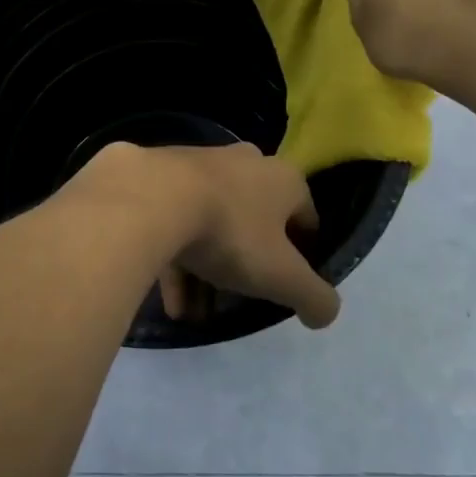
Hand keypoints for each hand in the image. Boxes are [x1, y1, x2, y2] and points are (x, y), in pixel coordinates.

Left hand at [66, 142, 338, 328]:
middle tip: (236, 300)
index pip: (304, 217)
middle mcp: (242, 162)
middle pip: (253, 221)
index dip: (302, 254)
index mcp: (282, 178)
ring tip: (193, 314)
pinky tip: (170, 301)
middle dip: (246, 265)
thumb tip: (325, 313)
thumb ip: (313, 297)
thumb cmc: (229, 232)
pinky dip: (175, 259)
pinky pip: (173, 221)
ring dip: (205, 271)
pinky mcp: (156, 175)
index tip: (287, 285)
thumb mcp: (281, 275)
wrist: (149, 198)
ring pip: (209, 224)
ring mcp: (196, 164)